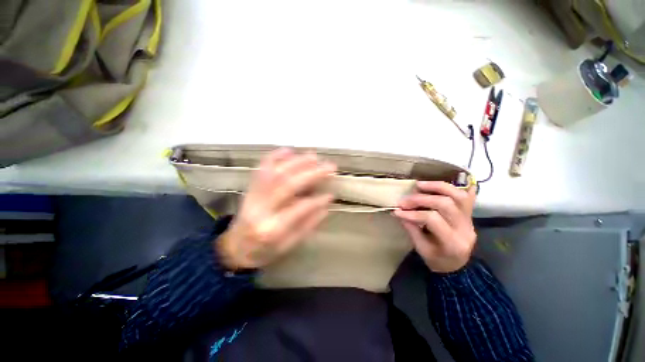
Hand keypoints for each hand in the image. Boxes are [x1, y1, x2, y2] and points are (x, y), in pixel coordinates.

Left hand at [217, 148, 335, 269]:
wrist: (235, 247)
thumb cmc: (263, 252)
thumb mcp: (287, 247)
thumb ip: (306, 226)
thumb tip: (325, 205)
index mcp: (271, 229)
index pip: (297, 209)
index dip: (316, 200)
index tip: (331, 194)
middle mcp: (260, 210)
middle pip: (286, 185)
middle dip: (310, 173)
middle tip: (329, 167)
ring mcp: (252, 197)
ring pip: (274, 173)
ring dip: (295, 162)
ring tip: (314, 157)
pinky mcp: (248, 189)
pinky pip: (260, 169)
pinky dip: (274, 157)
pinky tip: (288, 151)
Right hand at [393, 181, 476, 272]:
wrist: (458, 266)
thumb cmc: (439, 262)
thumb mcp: (424, 252)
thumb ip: (413, 232)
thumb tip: (400, 213)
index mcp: (452, 243)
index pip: (433, 220)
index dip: (415, 213)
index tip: (399, 211)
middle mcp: (464, 228)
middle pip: (446, 204)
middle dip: (423, 199)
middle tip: (406, 200)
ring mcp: (470, 220)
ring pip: (458, 195)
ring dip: (438, 187)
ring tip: (421, 185)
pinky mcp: (471, 214)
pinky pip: (469, 196)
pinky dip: (460, 186)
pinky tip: (451, 178)